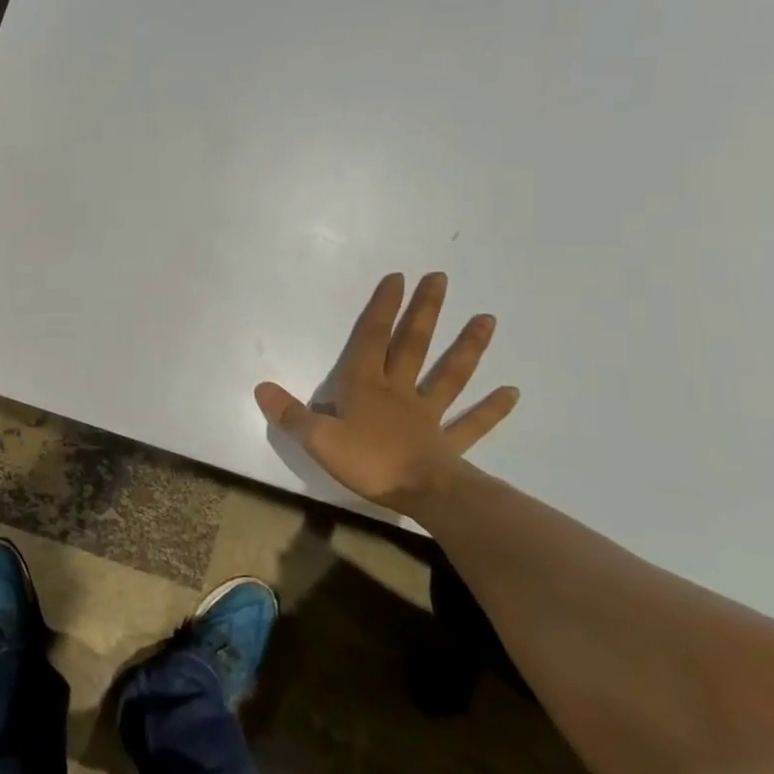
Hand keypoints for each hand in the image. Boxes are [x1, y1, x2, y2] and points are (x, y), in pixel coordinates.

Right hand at [256, 271, 519, 515]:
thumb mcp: (318, 440)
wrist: (423, 495)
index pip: (373, 339)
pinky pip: (472, 423)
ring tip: (487, 318)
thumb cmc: (369, 463)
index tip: (397, 277)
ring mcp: (430, 415)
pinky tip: (513, 392)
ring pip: (450, 375)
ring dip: (468, 347)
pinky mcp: (450, 442)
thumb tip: (260, 388)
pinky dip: (492, 408)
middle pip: (414, 345)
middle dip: (425, 311)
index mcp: (367, 387)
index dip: (382, 308)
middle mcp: (400, 392)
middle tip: (441, 279)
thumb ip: (291, 414)